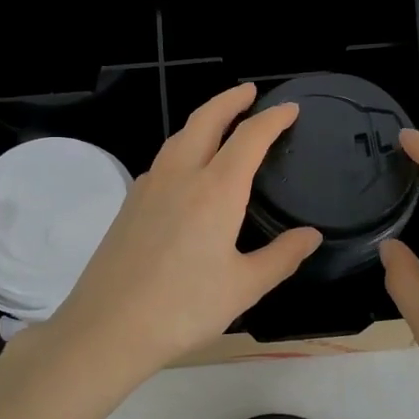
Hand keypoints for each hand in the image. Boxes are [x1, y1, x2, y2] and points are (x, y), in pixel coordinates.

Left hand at [39, 84, 322, 386]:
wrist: (108, 327)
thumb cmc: (184, 308)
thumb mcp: (244, 287)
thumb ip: (282, 257)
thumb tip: (310, 236)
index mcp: (215, 190)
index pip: (249, 137)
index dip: (273, 119)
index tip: (290, 109)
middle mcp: (180, 176)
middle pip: (205, 119)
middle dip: (230, 99)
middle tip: (250, 92)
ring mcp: (148, 187)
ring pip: (178, 137)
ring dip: (203, 121)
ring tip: (221, 125)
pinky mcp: (129, 204)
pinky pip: (162, 161)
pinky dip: (182, 149)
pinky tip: (188, 172)